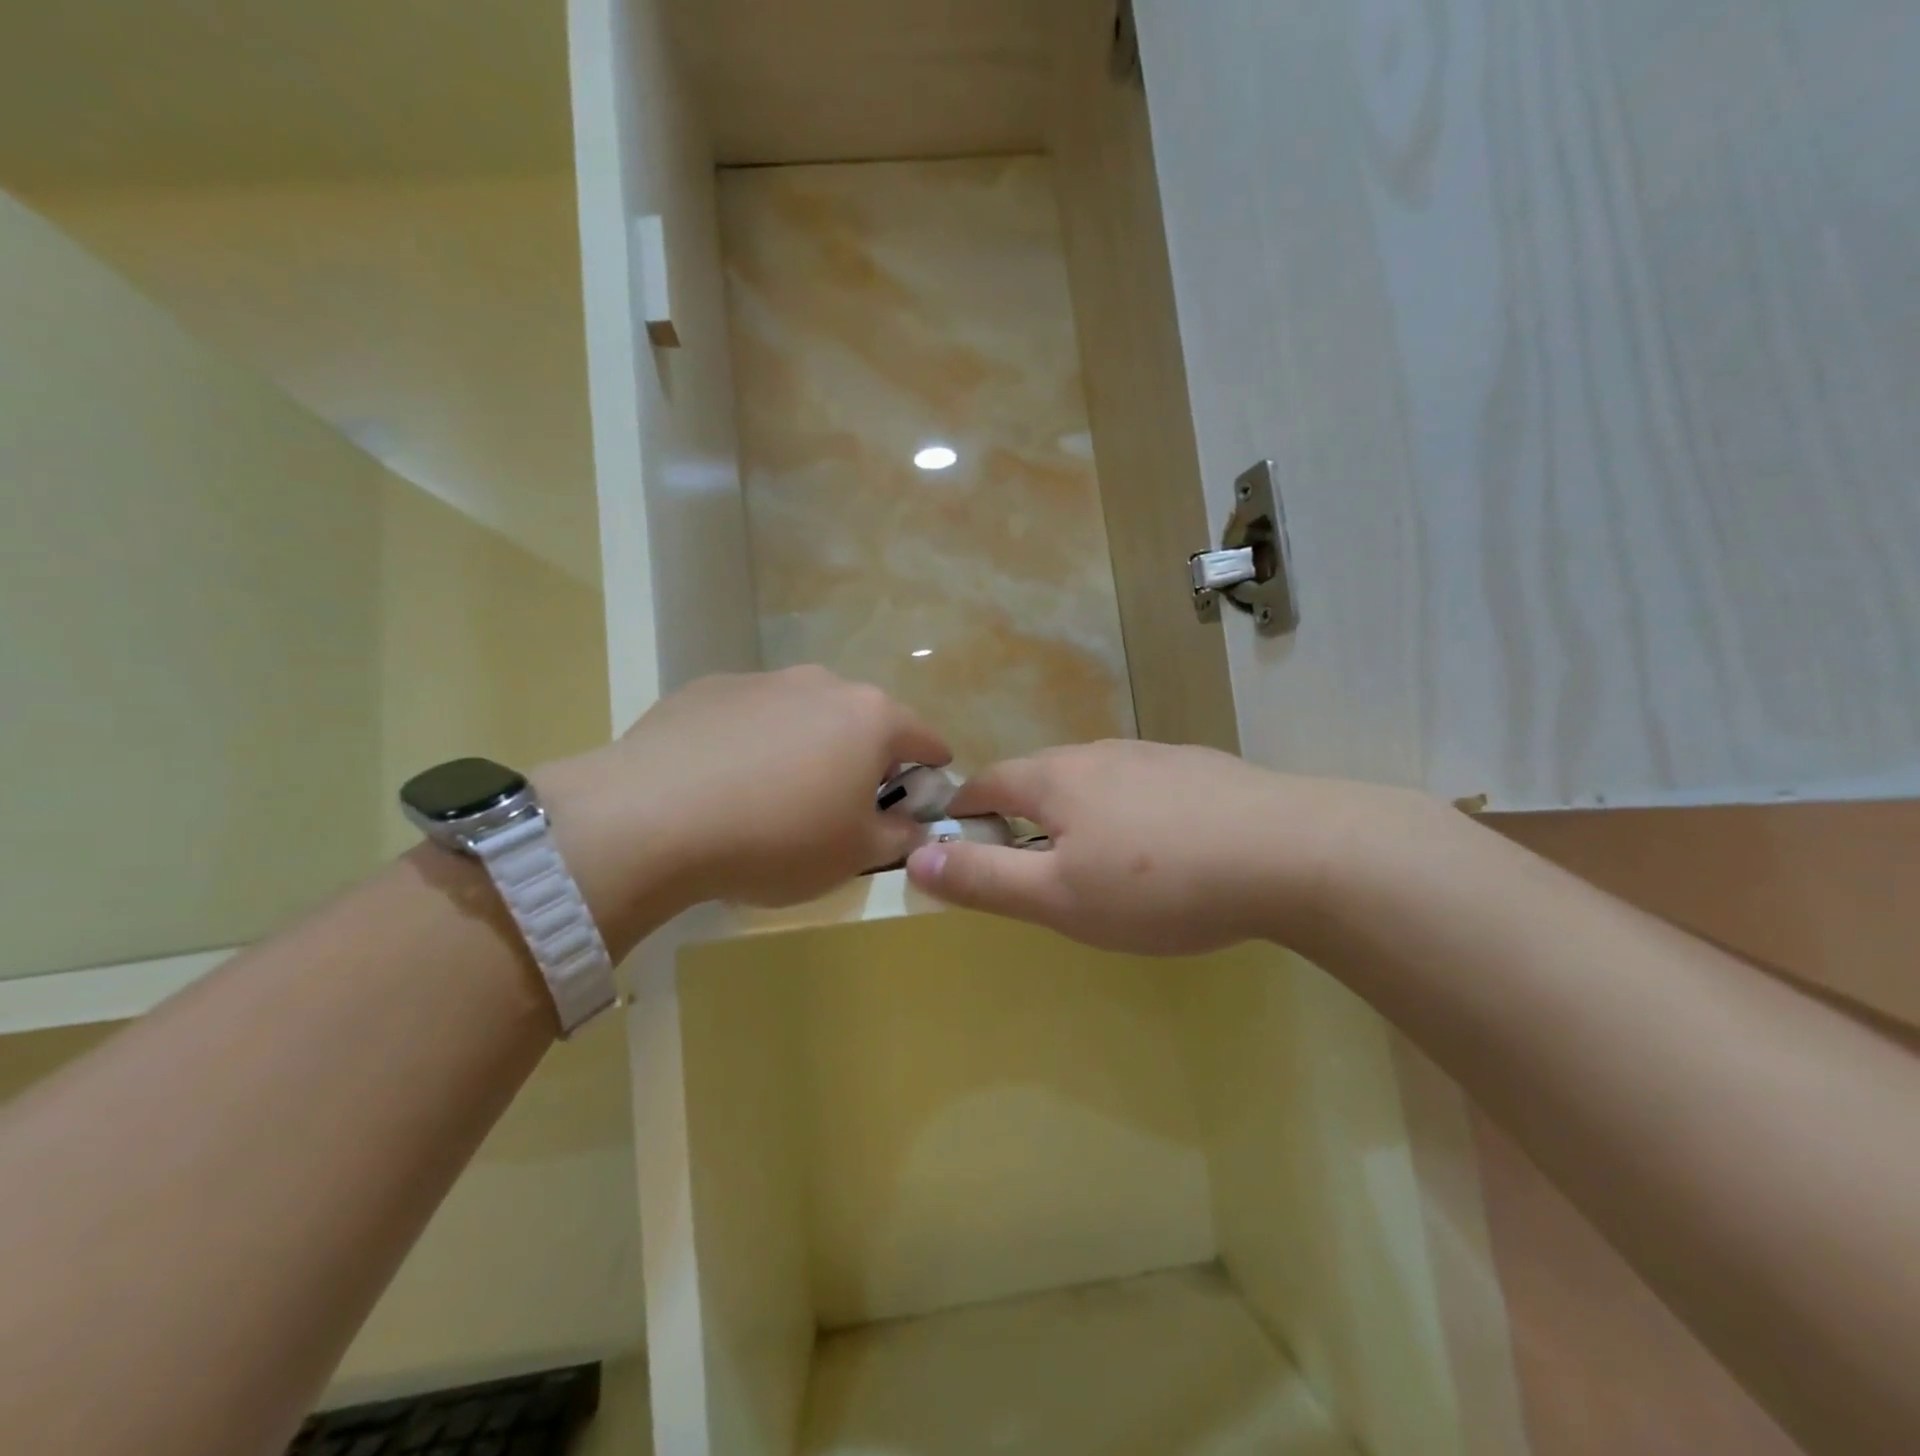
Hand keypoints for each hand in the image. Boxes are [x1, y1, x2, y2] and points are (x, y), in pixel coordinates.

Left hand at [543, 667, 948, 934]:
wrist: (653, 818)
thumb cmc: (778, 838)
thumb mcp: (855, 855)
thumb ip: (899, 836)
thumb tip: (913, 825)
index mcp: (871, 718)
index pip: (925, 738)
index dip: (932, 770)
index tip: (923, 797)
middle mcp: (822, 684)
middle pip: (862, 721)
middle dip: (863, 759)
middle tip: (843, 806)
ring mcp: (762, 681)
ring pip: (804, 715)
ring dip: (806, 748)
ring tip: (775, 797)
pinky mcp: (706, 689)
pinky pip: (749, 718)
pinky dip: (752, 744)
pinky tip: (723, 784)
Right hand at [905, 739, 1420, 955]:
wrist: (1289, 853)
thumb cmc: (1157, 883)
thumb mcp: (1057, 898)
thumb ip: (984, 880)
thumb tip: (915, 858)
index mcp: (1056, 778)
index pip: (988, 782)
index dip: (965, 811)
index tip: (958, 842)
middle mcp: (1099, 753)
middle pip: (1040, 778)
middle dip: (1019, 815)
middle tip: (1027, 865)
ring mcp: (1154, 756)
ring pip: (1094, 781)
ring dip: (1075, 813)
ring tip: (1092, 859)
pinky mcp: (1199, 769)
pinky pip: (1142, 787)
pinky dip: (1127, 812)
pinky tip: (1158, 847)